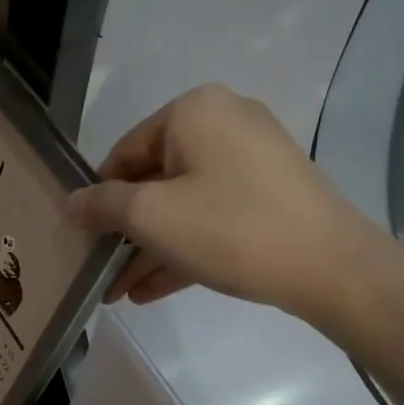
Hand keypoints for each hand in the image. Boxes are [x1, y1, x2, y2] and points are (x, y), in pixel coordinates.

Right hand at [67, 84, 388, 327]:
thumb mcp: (151, 216)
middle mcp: (223, 123)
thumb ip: (103, 205)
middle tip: (98, 270)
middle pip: (154, 180)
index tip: (80, 237)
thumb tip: (71, 202)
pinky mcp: (270, 194)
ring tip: (117, 293)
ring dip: (148, 249)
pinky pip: (212, 216)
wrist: (333, 268)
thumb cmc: (230, 228)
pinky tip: (150, 291)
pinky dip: (182, 248)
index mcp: (193, 111)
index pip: (124, 152)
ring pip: (182, 204)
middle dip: (124, 233)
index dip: (97, 197)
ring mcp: (252, 160)